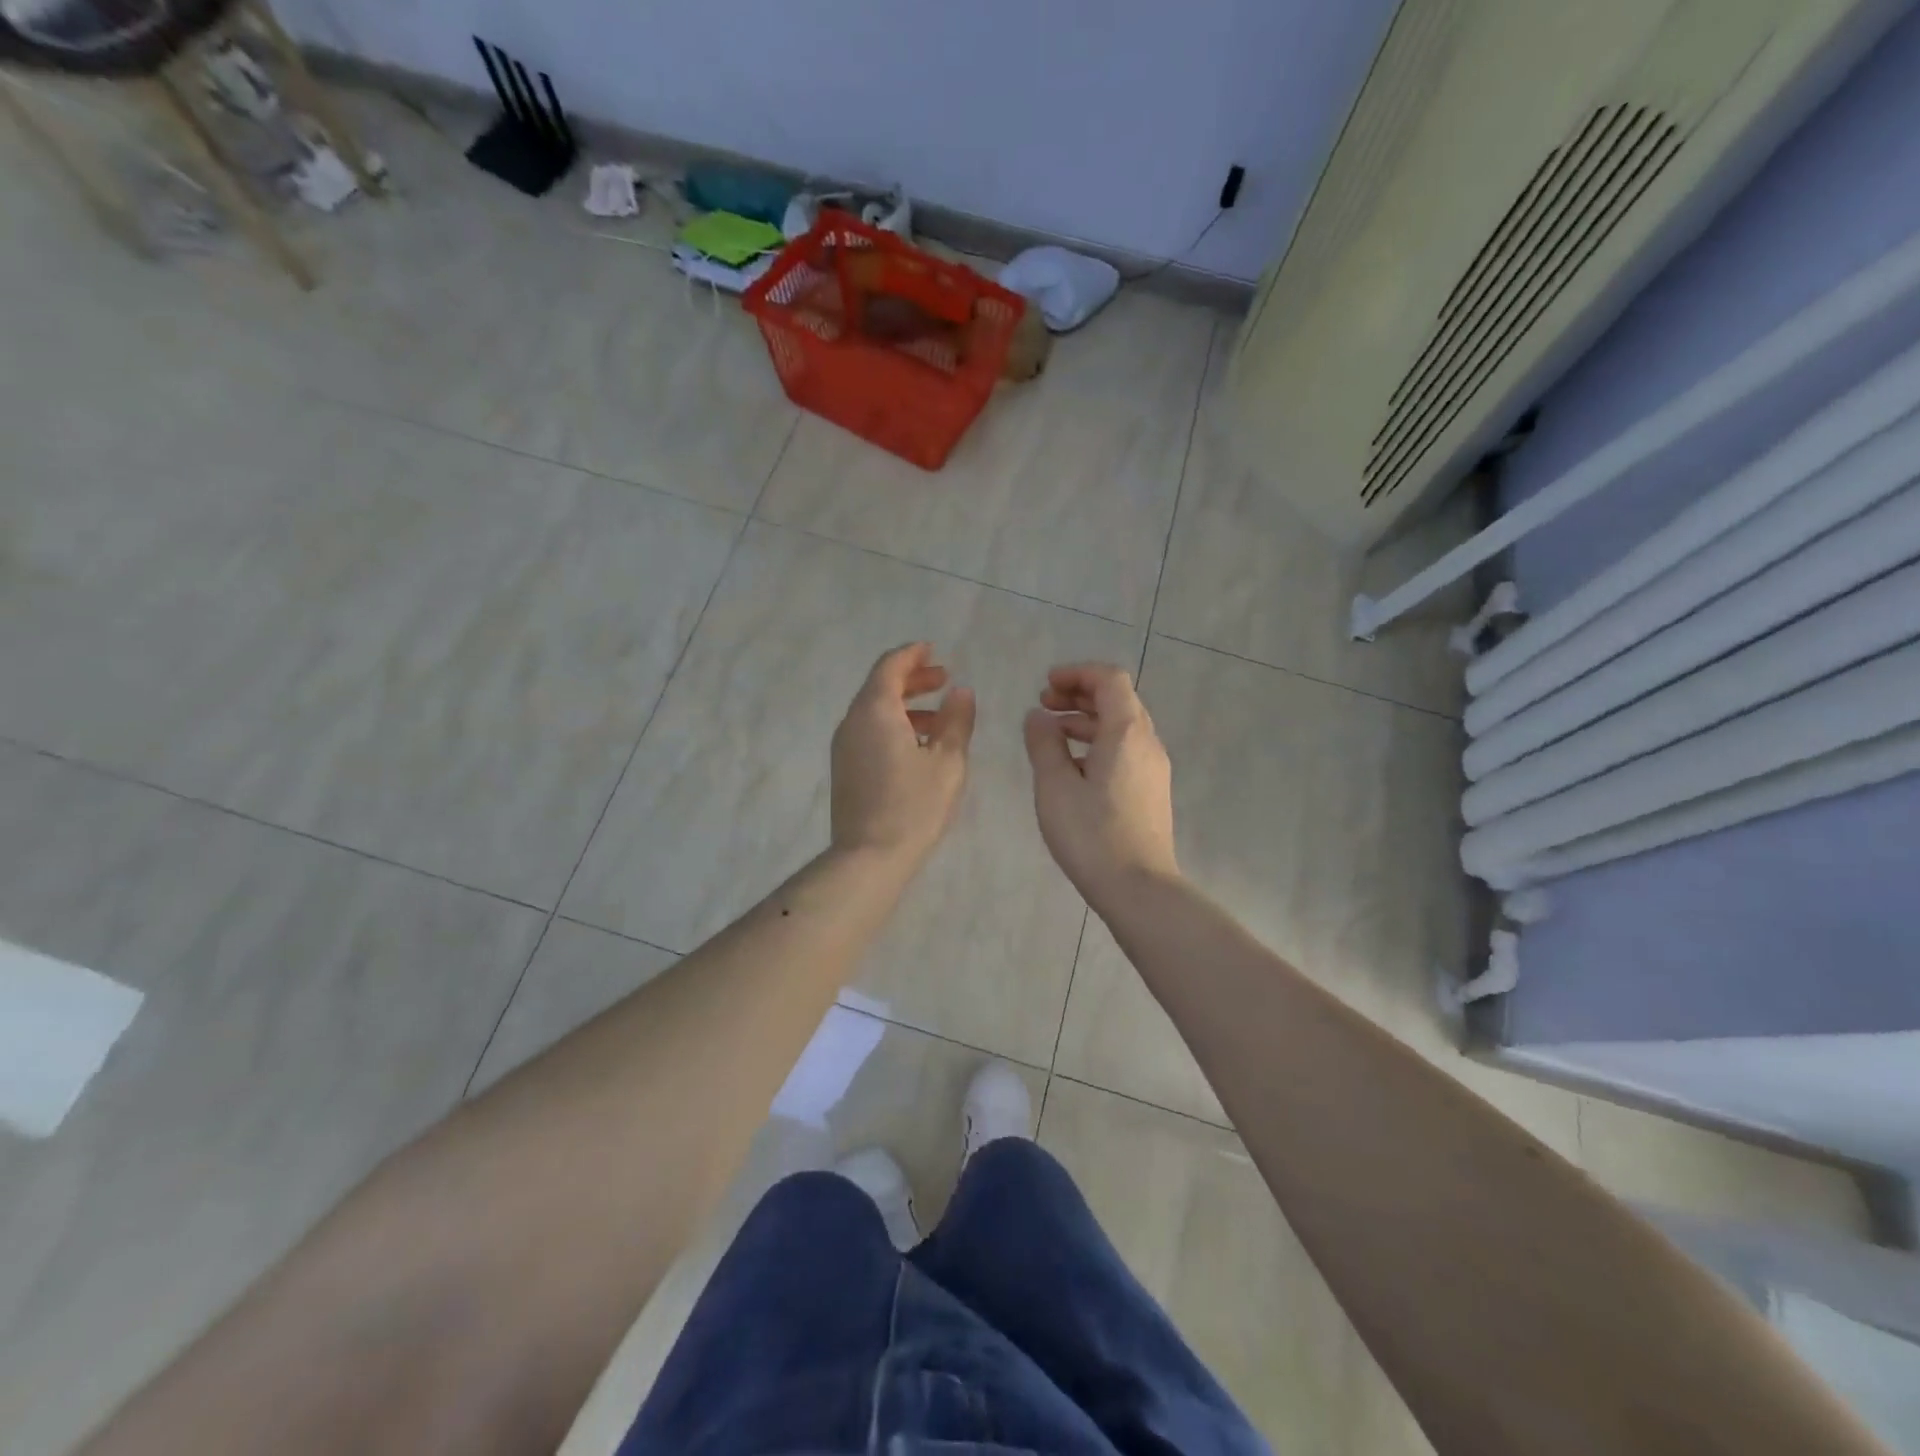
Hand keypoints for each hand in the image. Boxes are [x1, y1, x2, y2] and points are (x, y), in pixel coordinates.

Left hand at [831, 643, 976, 863]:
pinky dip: (893, 725)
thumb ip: (957, 720)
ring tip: (938, 715)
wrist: (869, 857)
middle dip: (912, 679)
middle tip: (943, 678)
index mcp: (875, 711)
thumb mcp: (948, 761)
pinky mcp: (845, 768)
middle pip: (880, 687)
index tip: (932, 649)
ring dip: (904, 705)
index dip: (912, 655)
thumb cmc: (914, 806)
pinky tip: (918, 745)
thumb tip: (961, 692)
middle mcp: (852, 722)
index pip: (890, 667)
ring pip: (874, 711)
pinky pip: (869, 732)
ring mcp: (844, 747)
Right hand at [1023, 662, 1178, 908]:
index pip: (1110, 679)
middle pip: (1118, 700)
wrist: (1139, 888)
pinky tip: (1071, 766)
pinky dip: (1096, 743)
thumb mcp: (1055, 786)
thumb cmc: (1092, 834)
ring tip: (1050, 734)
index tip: (1045, 685)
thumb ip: (1043, 743)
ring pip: (1121, 726)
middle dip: (1079, 694)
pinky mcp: (1150, 790)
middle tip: (1043, 704)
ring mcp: (1153, 768)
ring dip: (1085, 720)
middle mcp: (1147, 743)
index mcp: (1126, 732)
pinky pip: (1124, 750)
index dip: (1077, 673)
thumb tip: (1038, 717)